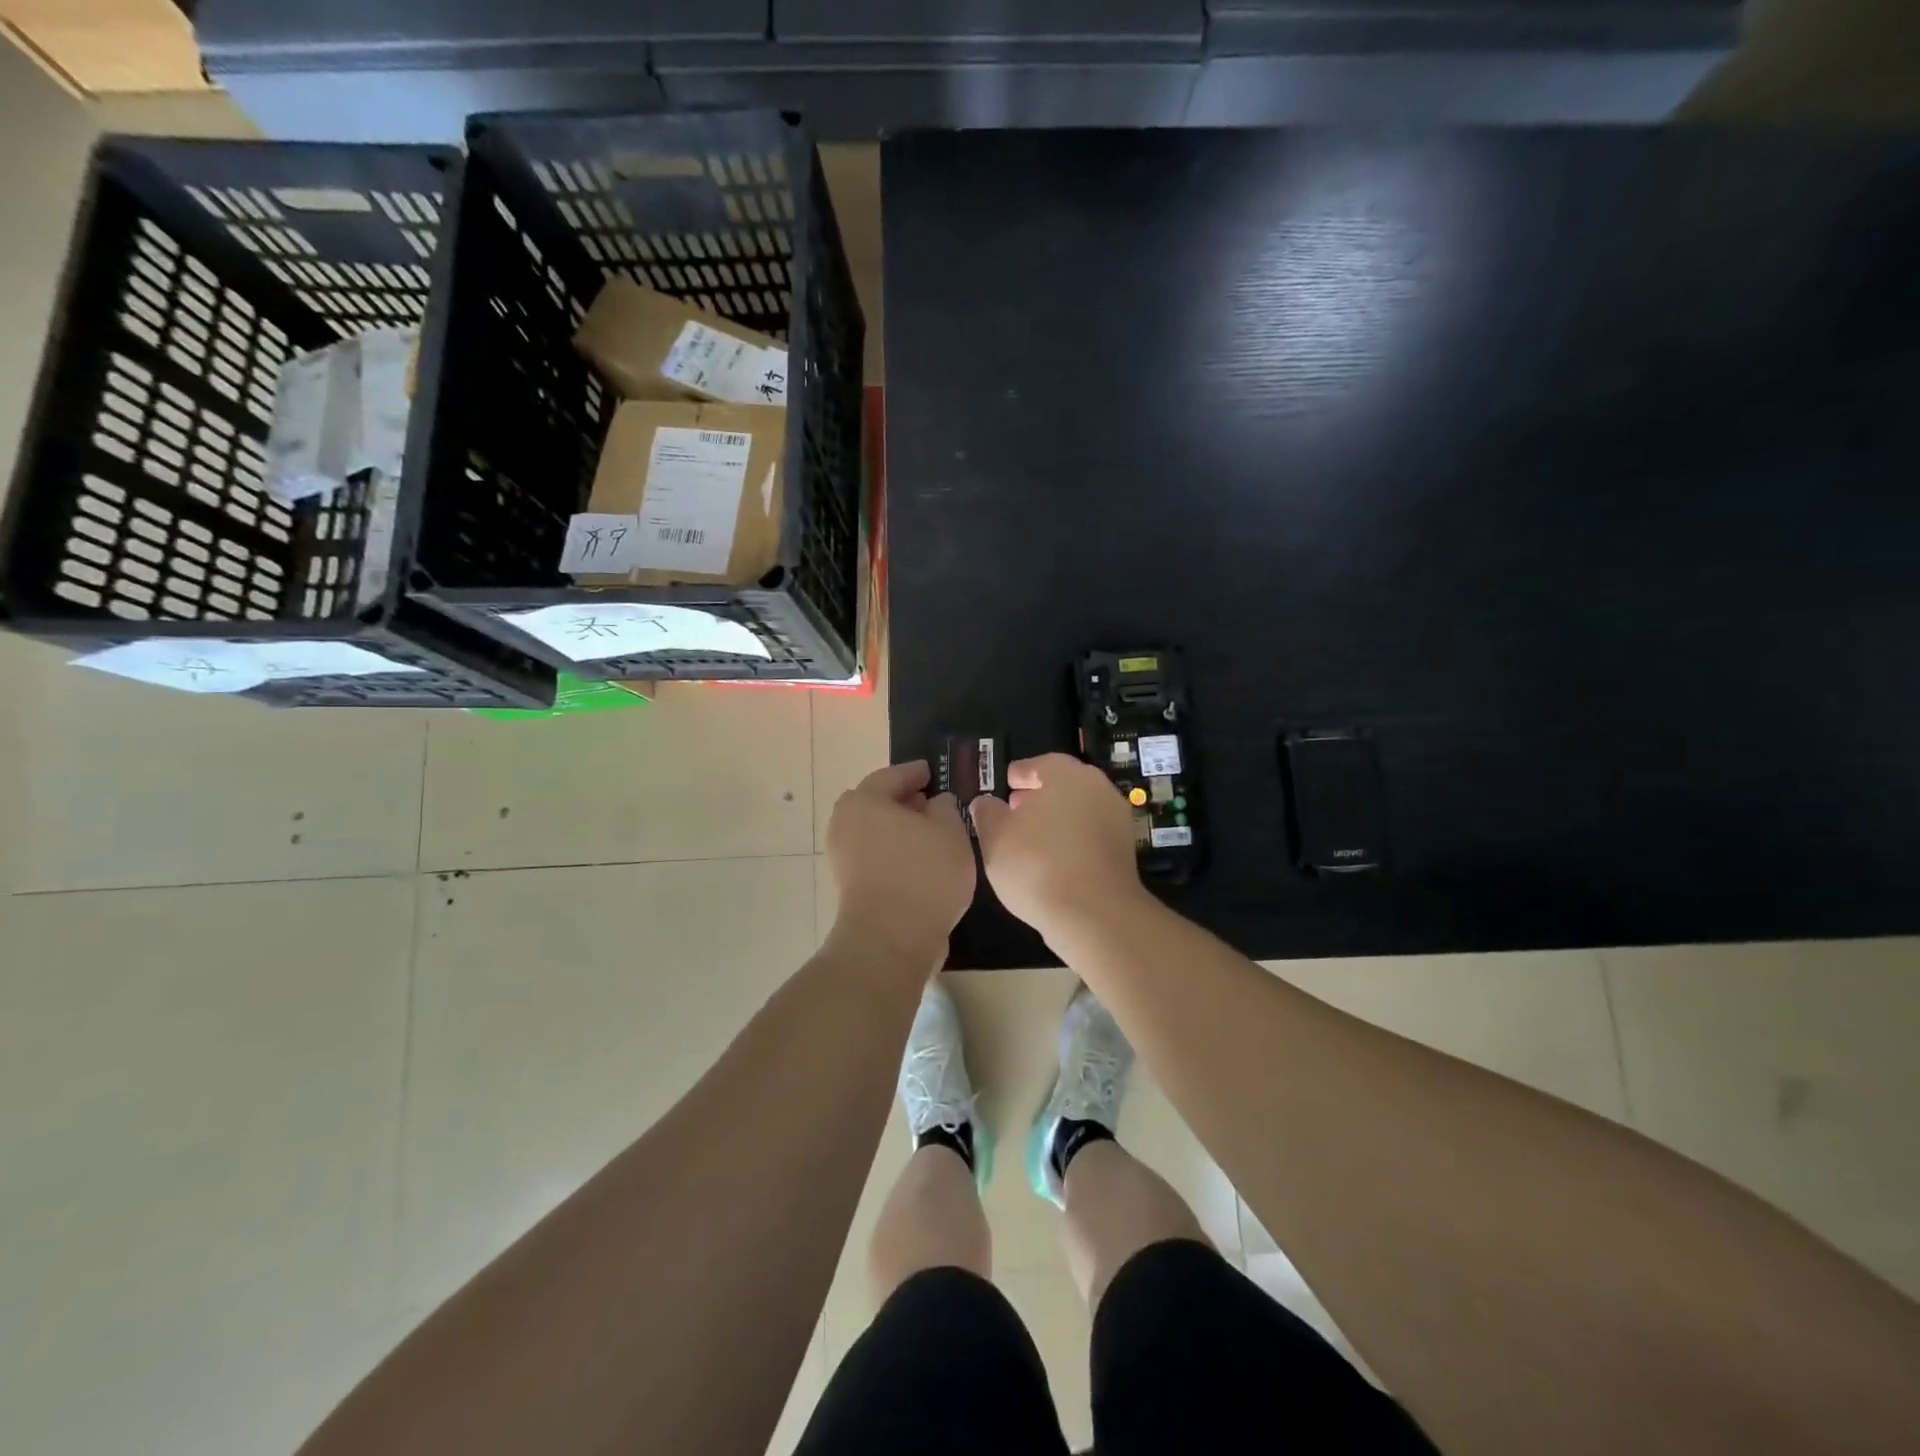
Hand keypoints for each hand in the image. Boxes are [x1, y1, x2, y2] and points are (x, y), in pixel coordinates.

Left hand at [826, 761, 975, 964]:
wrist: (891, 939)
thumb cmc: (923, 873)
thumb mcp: (949, 830)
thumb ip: (945, 807)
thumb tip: (935, 804)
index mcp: (864, 801)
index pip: (893, 776)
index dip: (916, 772)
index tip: (932, 772)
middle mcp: (845, 824)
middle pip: (880, 804)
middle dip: (907, 802)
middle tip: (935, 802)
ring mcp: (844, 858)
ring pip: (879, 833)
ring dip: (903, 831)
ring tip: (936, 835)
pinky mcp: (851, 887)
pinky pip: (879, 857)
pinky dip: (898, 853)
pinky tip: (924, 863)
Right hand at [968, 752, 1146, 945]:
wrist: (1095, 915)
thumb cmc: (1037, 865)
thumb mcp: (995, 837)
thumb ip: (987, 813)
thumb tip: (986, 803)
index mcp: (1066, 774)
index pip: (1037, 765)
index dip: (1017, 776)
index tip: (1003, 788)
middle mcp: (1097, 788)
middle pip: (1062, 786)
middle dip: (1037, 798)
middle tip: (1013, 814)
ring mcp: (1116, 820)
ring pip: (1078, 811)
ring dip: (1055, 821)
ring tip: (1029, 843)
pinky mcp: (1124, 851)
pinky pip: (1089, 837)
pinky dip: (1071, 843)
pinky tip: (1052, 863)